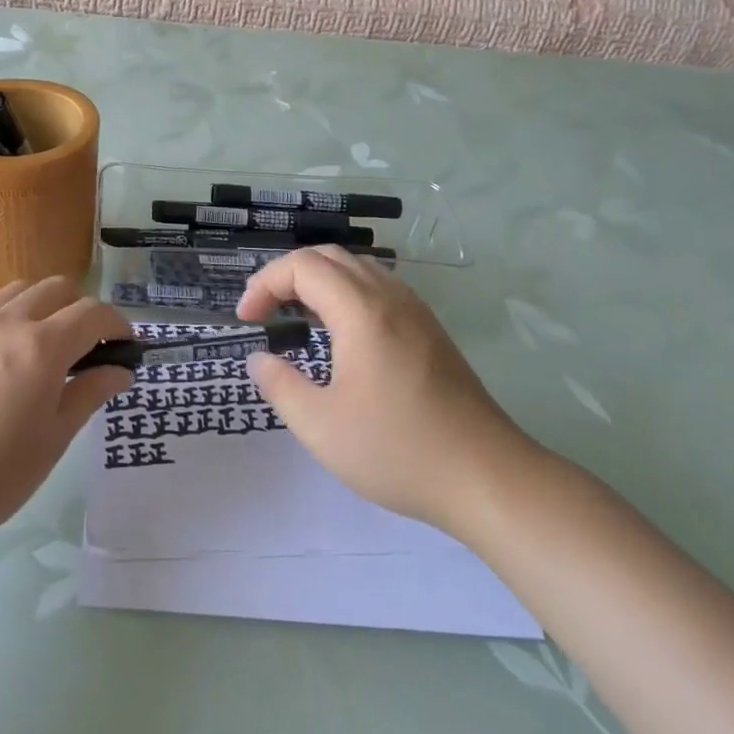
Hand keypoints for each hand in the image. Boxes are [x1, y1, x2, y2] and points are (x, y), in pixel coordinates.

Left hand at [0, 278, 133, 547]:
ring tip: (42, 345)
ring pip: (15, 293)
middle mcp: (5, 323)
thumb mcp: (54, 438)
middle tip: (87, 345)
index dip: (117, 323)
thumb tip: (120, 371)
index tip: (125, 345)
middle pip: (55, 288)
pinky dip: (4, 325)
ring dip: (41, 306)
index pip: (92, 312)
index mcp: (41, 346)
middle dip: (81, 308)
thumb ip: (89, 394)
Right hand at [237, 247, 534, 532]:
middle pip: (330, 256)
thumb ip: (280, 385)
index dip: (265, 283)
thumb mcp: (321, 426)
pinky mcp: (431, 331)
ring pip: (359, 268)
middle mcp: (390, 298)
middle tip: (265, 311)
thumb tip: (259, 359)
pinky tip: (341, 334)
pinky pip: (380, 289)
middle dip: (287, 275)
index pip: (302, 266)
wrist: (487, 477)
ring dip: (319, 281)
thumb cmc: (398, 450)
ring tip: (297, 318)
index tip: (247, 320)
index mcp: (361, 312)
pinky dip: (347, 293)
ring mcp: (416, 312)